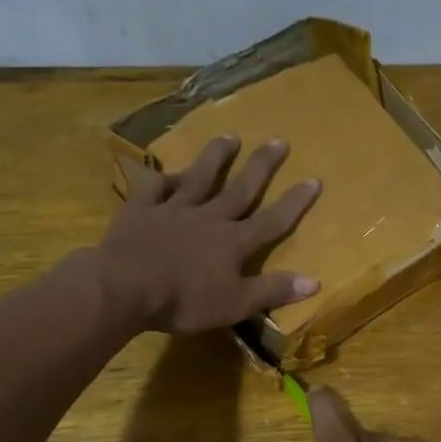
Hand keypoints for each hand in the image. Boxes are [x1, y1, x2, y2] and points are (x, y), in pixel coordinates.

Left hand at [98, 135, 320, 333]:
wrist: (125, 288)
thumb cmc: (184, 301)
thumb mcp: (236, 304)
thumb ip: (273, 290)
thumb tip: (315, 281)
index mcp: (233, 242)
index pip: (272, 220)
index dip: (295, 202)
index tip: (314, 179)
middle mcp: (209, 217)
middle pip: (240, 188)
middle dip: (262, 166)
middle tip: (278, 141)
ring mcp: (173, 209)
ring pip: (199, 177)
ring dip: (216, 157)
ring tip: (229, 136)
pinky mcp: (141, 209)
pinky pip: (152, 187)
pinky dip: (160, 177)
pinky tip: (164, 169)